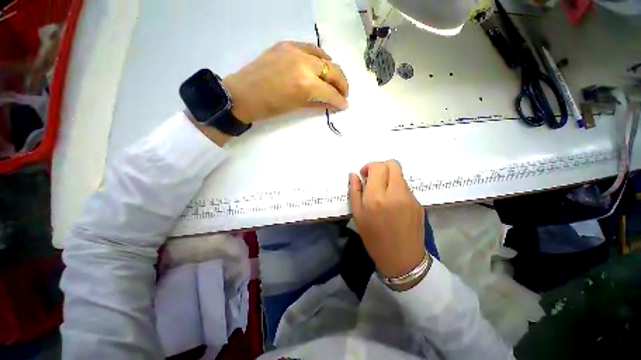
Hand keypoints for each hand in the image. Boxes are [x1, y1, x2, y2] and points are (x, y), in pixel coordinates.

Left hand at [222, 41, 348, 122]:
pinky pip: (310, 48)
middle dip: (342, 85)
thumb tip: (333, 104)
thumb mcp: (296, 107)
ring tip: (334, 80)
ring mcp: (295, 50)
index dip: (340, 100)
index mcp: (306, 84)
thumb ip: (318, 103)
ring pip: (324, 57)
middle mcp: (304, 63)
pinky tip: (321, 63)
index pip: (331, 92)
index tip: (345, 105)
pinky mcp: (286, 45)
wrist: (243, 94)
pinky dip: (319, 56)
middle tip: (344, 94)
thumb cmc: (269, 108)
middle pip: (333, 71)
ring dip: (333, 70)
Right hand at [348, 160, 425, 279]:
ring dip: (389, 178)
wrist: (402, 260)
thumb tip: (353, 174)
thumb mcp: (358, 216)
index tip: (364, 175)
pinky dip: (397, 188)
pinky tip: (393, 204)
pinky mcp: (419, 203)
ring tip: (383, 194)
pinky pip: (406, 187)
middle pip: (393, 164)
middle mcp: (395, 193)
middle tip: (374, 180)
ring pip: (400, 175)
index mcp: (376, 197)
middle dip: (381, 167)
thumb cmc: (374, 239)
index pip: (377, 166)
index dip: (369, 166)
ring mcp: (410, 198)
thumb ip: (354, 191)